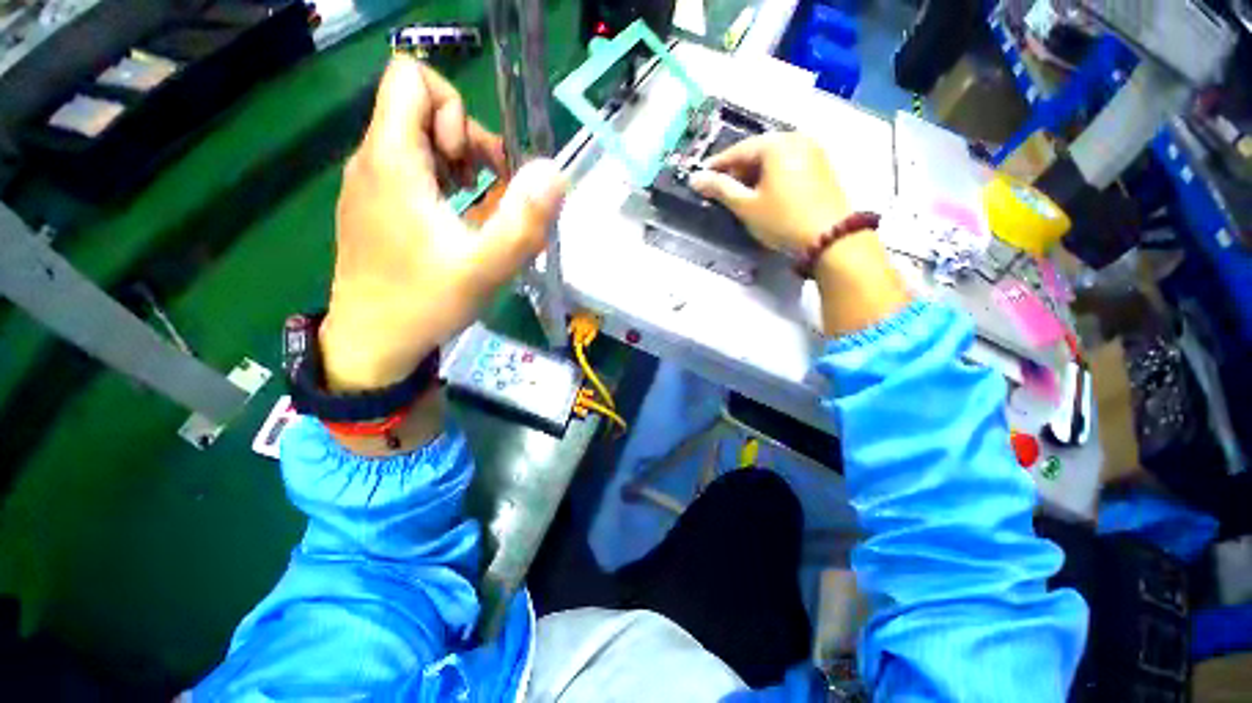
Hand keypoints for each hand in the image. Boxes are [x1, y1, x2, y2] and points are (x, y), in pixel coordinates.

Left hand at [321, 56, 567, 391]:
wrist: (373, 341)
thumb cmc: (426, 303)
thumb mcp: (486, 268)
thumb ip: (523, 221)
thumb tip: (554, 172)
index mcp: (392, 161)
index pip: (411, 78)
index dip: (454, 109)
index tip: (472, 164)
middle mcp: (372, 159)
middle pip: (421, 109)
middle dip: (467, 142)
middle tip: (486, 193)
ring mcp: (369, 183)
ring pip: (418, 140)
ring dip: (459, 166)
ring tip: (476, 212)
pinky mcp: (373, 204)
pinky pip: (410, 169)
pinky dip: (442, 184)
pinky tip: (456, 223)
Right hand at [688, 132, 847, 252]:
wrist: (830, 238)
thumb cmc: (782, 219)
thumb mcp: (746, 206)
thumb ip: (720, 189)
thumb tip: (695, 178)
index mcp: (776, 144)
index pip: (738, 150)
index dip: (717, 165)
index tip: (701, 176)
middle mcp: (796, 139)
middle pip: (758, 151)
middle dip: (737, 170)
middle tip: (720, 188)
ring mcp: (813, 151)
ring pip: (773, 158)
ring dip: (754, 174)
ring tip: (740, 193)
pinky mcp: (822, 166)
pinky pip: (788, 165)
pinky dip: (771, 176)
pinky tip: (764, 193)